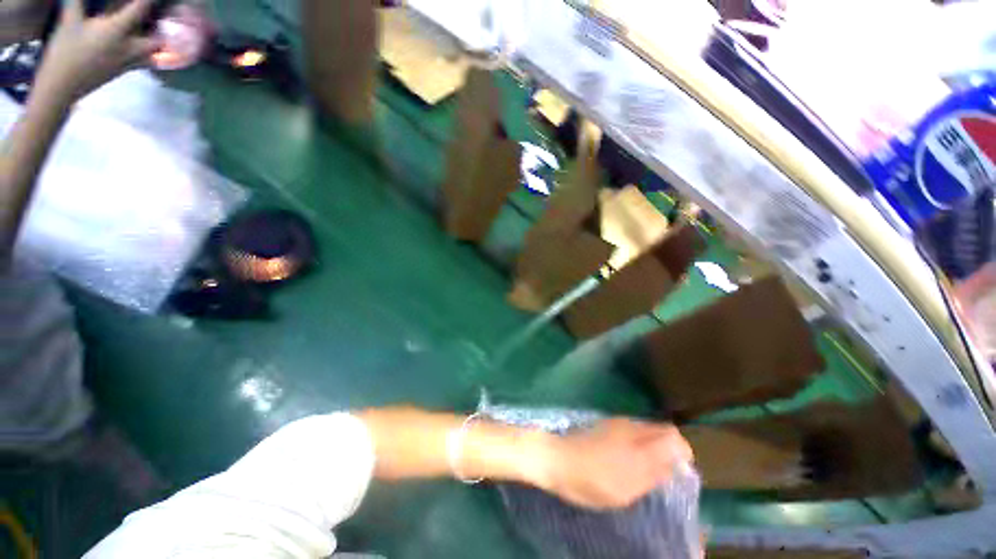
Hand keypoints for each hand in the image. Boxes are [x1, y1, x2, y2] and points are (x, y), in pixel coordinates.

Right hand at [32, 0, 158, 105]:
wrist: (62, 87)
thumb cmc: (64, 52)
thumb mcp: (69, 21)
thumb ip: (77, 1)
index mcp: (118, 31)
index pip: (141, 9)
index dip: (150, 0)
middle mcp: (131, 48)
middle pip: (159, 38)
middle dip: (161, 27)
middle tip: (157, 16)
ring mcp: (130, 62)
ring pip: (156, 53)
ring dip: (157, 43)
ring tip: (153, 32)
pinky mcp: (125, 72)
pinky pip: (146, 63)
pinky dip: (150, 54)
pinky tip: (141, 47)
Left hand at [533, 418, 693, 509]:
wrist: (557, 459)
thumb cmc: (593, 478)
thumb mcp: (627, 487)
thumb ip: (654, 472)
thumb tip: (676, 461)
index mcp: (637, 439)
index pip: (672, 435)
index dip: (682, 452)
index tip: (680, 473)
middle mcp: (628, 426)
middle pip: (660, 430)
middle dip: (669, 450)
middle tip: (664, 475)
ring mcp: (615, 424)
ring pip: (645, 431)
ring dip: (653, 448)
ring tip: (646, 472)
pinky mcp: (604, 426)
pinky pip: (631, 433)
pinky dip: (637, 446)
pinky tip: (627, 463)